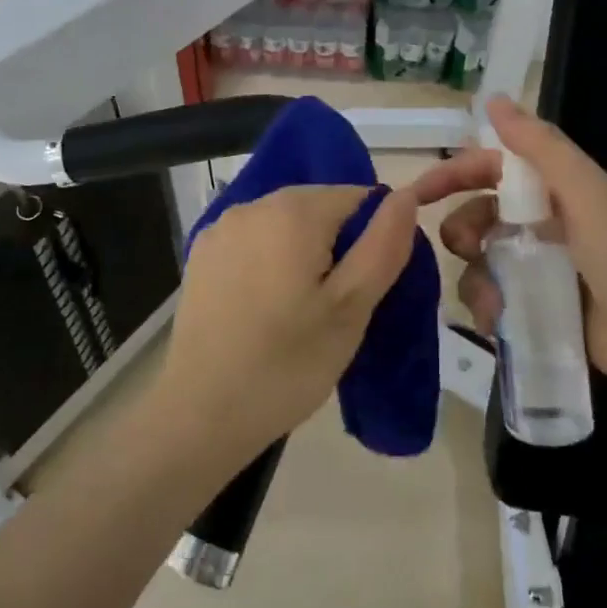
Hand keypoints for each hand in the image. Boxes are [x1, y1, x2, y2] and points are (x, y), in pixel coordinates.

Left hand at [153, 184, 419, 472]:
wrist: (201, 412)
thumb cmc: (288, 363)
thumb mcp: (351, 308)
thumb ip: (383, 245)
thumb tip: (406, 195)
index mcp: (293, 211)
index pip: (357, 197)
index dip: (372, 237)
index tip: (364, 287)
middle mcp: (253, 204)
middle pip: (317, 206)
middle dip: (335, 244)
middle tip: (335, 305)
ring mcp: (220, 228)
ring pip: (283, 223)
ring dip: (301, 251)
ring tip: (299, 309)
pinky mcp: (200, 254)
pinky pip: (252, 241)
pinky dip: (267, 260)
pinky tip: (262, 306)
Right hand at [428, 96, 606, 411]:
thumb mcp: (588, 193)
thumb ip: (541, 147)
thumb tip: (493, 98)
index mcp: (556, 191)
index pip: (492, 170)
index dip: (455, 174)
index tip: (418, 193)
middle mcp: (543, 226)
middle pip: (479, 217)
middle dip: (462, 229)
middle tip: (465, 247)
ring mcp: (539, 271)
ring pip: (481, 263)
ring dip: (475, 276)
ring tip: (491, 297)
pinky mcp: (538, 310)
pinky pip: (494, 302)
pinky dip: (488, 309)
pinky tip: (497, 320)